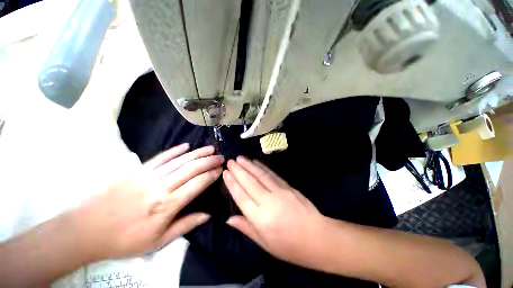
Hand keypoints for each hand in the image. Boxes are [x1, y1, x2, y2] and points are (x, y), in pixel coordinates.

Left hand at [72, 144, 222, 260]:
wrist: (86, 230)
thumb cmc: (124, 240)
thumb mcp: (157, 242)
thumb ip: (185, 225)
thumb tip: (208, 215)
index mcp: (167, 205)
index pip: (197, 184)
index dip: (211, 175)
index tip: (220, 170)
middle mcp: (160, 187)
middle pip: (191, 169)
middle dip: (209, 161)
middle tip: (220, 156)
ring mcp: (148, 176)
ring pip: (179, 161)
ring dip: (197, 153)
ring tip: (210, 148)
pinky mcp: (137, 170)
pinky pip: (160, 157)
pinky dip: (175, 151)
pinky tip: (186, 145)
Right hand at [223, 156, 325, 265]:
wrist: (318, 238)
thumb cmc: (289, 246)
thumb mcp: (265, 244)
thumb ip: (246, 228)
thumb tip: (229, 219)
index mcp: (260, 218)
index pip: (241, 196)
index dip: (232, 183)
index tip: (226, 173)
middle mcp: (268, 202)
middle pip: (249, 182)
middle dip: (238, 170)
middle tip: (230, 161)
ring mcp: (279, 192)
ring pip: (260, 175)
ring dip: (249, 165)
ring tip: (240, 158)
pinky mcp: (288, 187)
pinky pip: (272, 175)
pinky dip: (263, 167)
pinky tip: (256, 162)